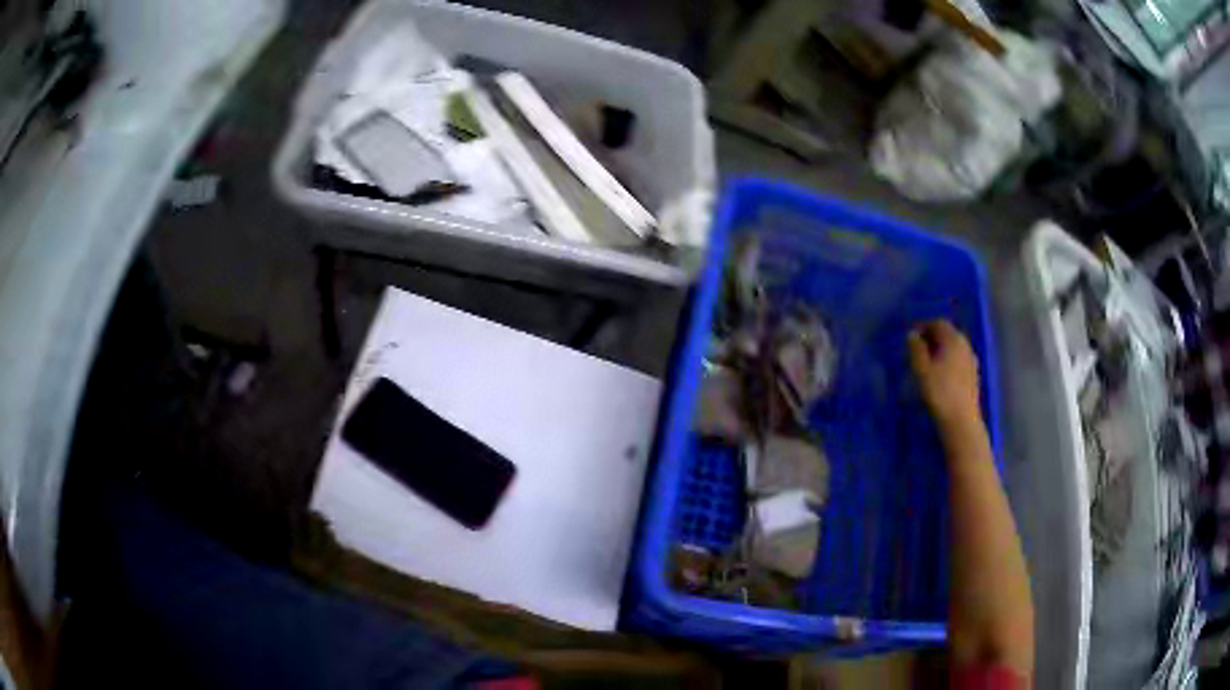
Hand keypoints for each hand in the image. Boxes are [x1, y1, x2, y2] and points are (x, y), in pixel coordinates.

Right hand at [908, 320, 981, 430]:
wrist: (961, 420)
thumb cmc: (939, 392)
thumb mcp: (921, 369)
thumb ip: (916, 349)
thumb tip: (912, 335)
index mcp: (953, 339)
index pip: (938, 323)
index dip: (923, 327)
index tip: (911, 337)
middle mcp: (965, 345)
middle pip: (948, 334)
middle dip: (932, 338)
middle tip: (917, 350)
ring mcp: (971, 361)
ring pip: (954, 348)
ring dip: (941, 350)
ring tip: (928, 363)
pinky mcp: (973, 376)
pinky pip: (959, 360)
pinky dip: (948, 362)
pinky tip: (941, 376)